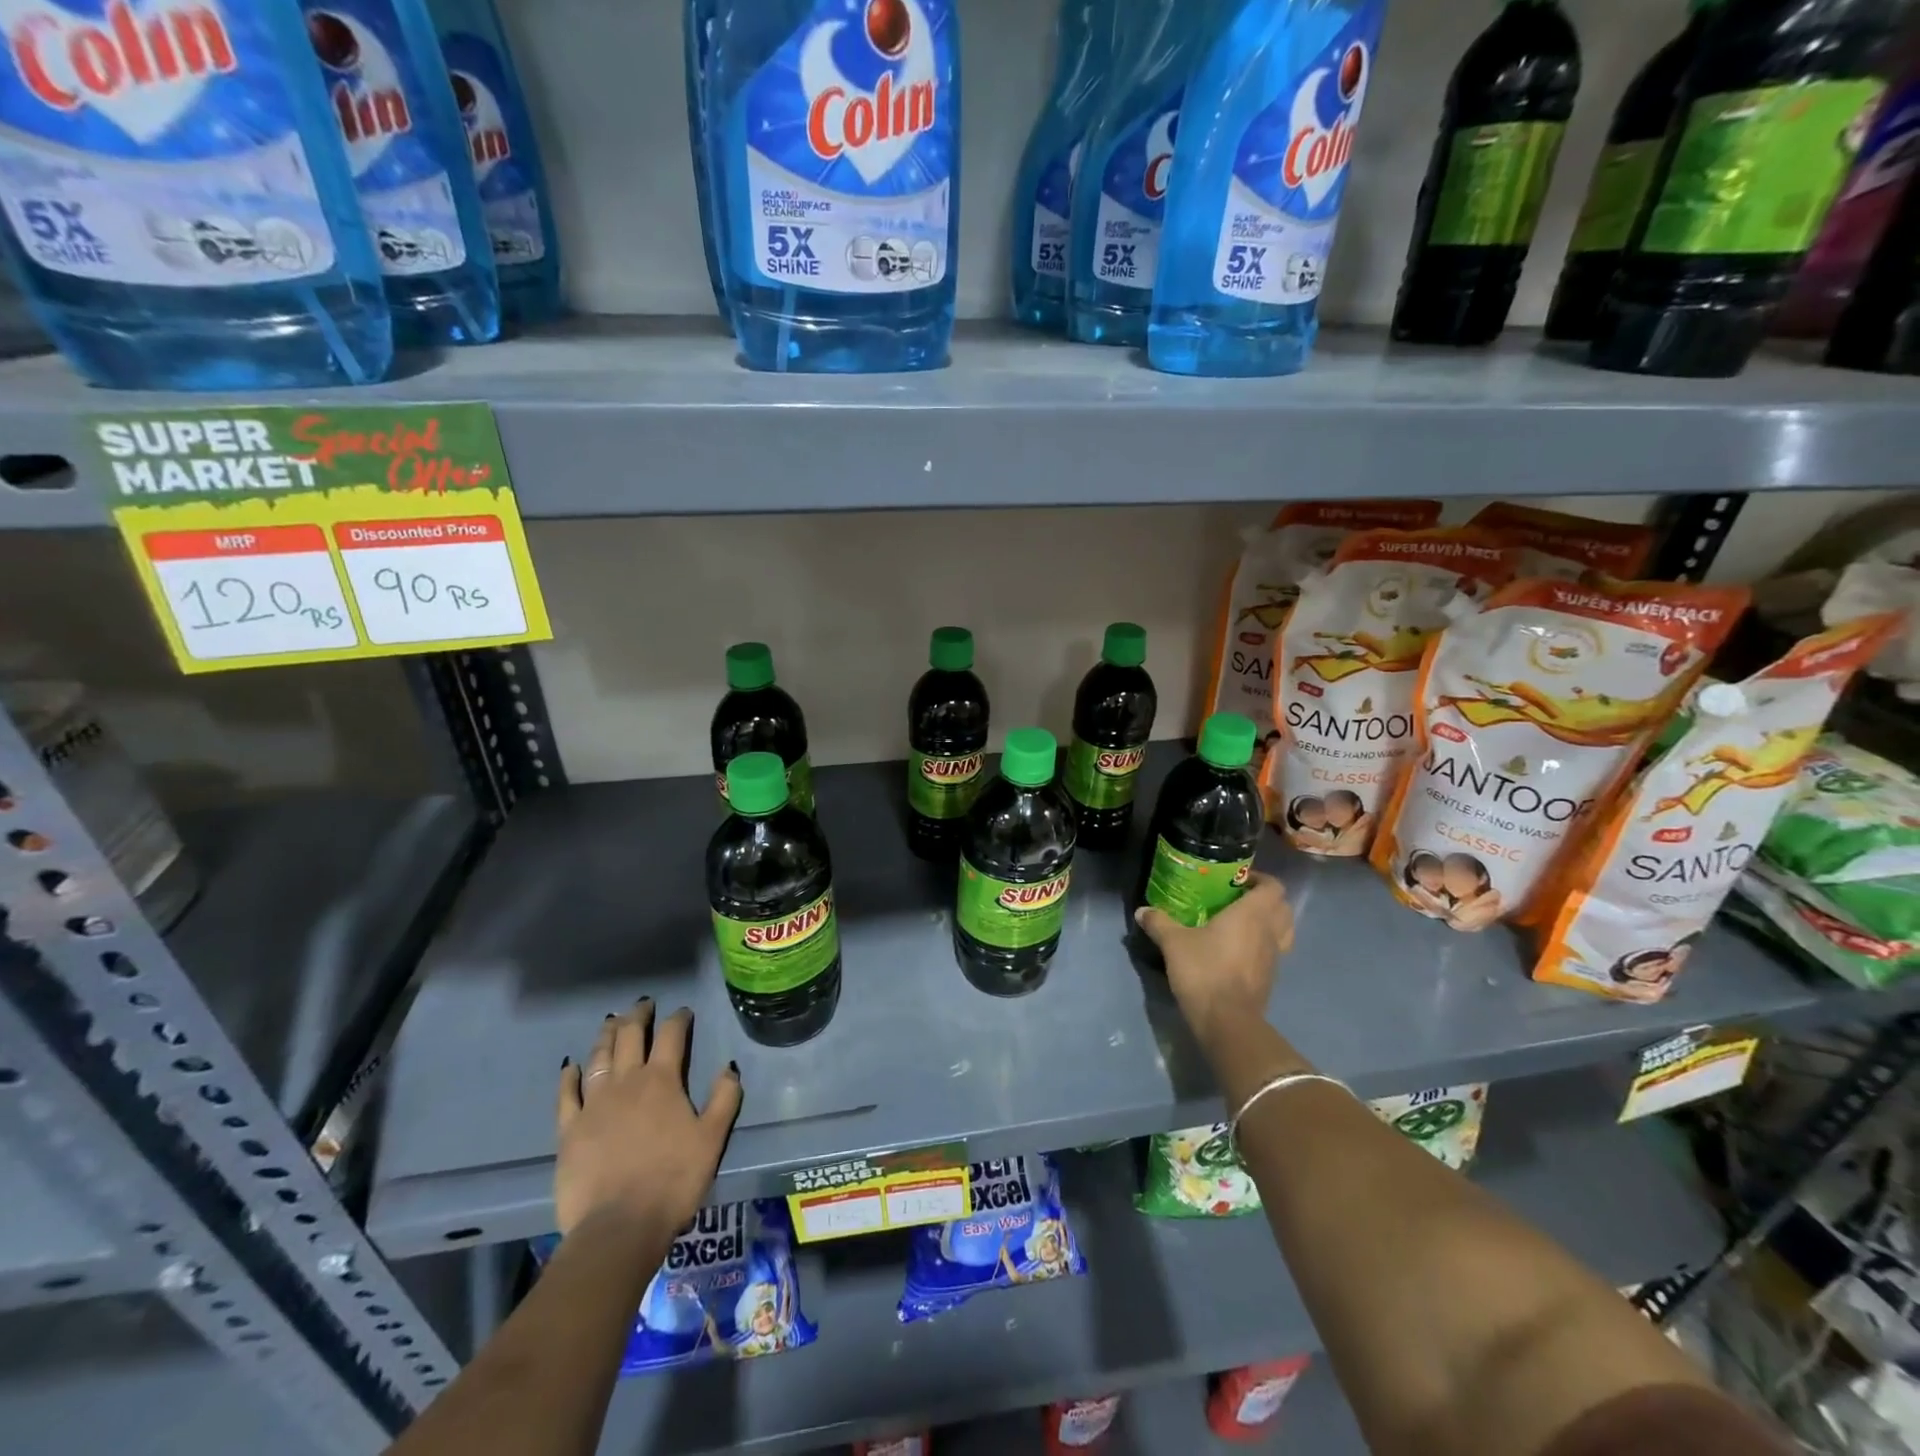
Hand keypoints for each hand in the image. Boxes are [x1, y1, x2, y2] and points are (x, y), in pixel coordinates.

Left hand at [555, 1000, 742, 1239]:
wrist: (619, 1226)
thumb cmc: (673, 1180)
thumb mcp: (712, 1139)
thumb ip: (724, 1098)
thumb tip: (729, 1067)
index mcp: (662, 1081)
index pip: (671, 1036)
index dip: (678, 1019)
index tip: (684, 1012)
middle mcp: (626, 1082)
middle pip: (630, 1036)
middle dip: (638, 1016)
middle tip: (643, 1004)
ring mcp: (593, 1104)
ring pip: (599, 1057)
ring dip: (607, 1035)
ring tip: (611, 1021)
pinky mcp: (569, 1130)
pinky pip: (566, 1095)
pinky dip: (569, 1075)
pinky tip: (571, 1065)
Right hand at [1134, 871, 1293, 1045]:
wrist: (1226, 1021)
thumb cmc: (1204, 971)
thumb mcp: (1174, 943)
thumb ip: (1159, 923)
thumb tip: (1142, 911)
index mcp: (1252, 914)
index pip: (1274, 887)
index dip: (1260, 879)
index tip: (1238, 880)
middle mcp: (1269, 932)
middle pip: (1283, 908)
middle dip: (1266, 899)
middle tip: (1239, 899)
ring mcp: (1274, 957)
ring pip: (1282, 931)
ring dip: (1268, 923)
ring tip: (1241, 923)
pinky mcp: (1269, 978)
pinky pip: (1273, 952)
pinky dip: (1262, 945)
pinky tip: (1237, 950)